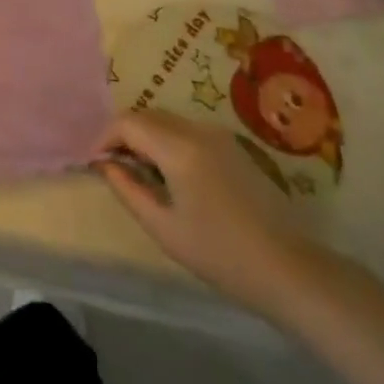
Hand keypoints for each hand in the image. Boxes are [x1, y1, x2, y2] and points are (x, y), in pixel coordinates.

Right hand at [96, 110, 322, 319]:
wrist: (287, 268)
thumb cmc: (219, 253)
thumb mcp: (163, 227)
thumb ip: (128, 189)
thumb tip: (104, 165)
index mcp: (179, 148)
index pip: (128, 122)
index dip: (105, 137)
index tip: (95, 162)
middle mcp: (197, 130)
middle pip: (147, 115)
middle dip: (124, 134)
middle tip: (113, 167)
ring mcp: (218, 135)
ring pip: (167, 120)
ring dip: (145, 136)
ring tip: (138, 172)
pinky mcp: (232, 145)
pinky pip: (187, 130)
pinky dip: (167, 141)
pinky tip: (168, 174)